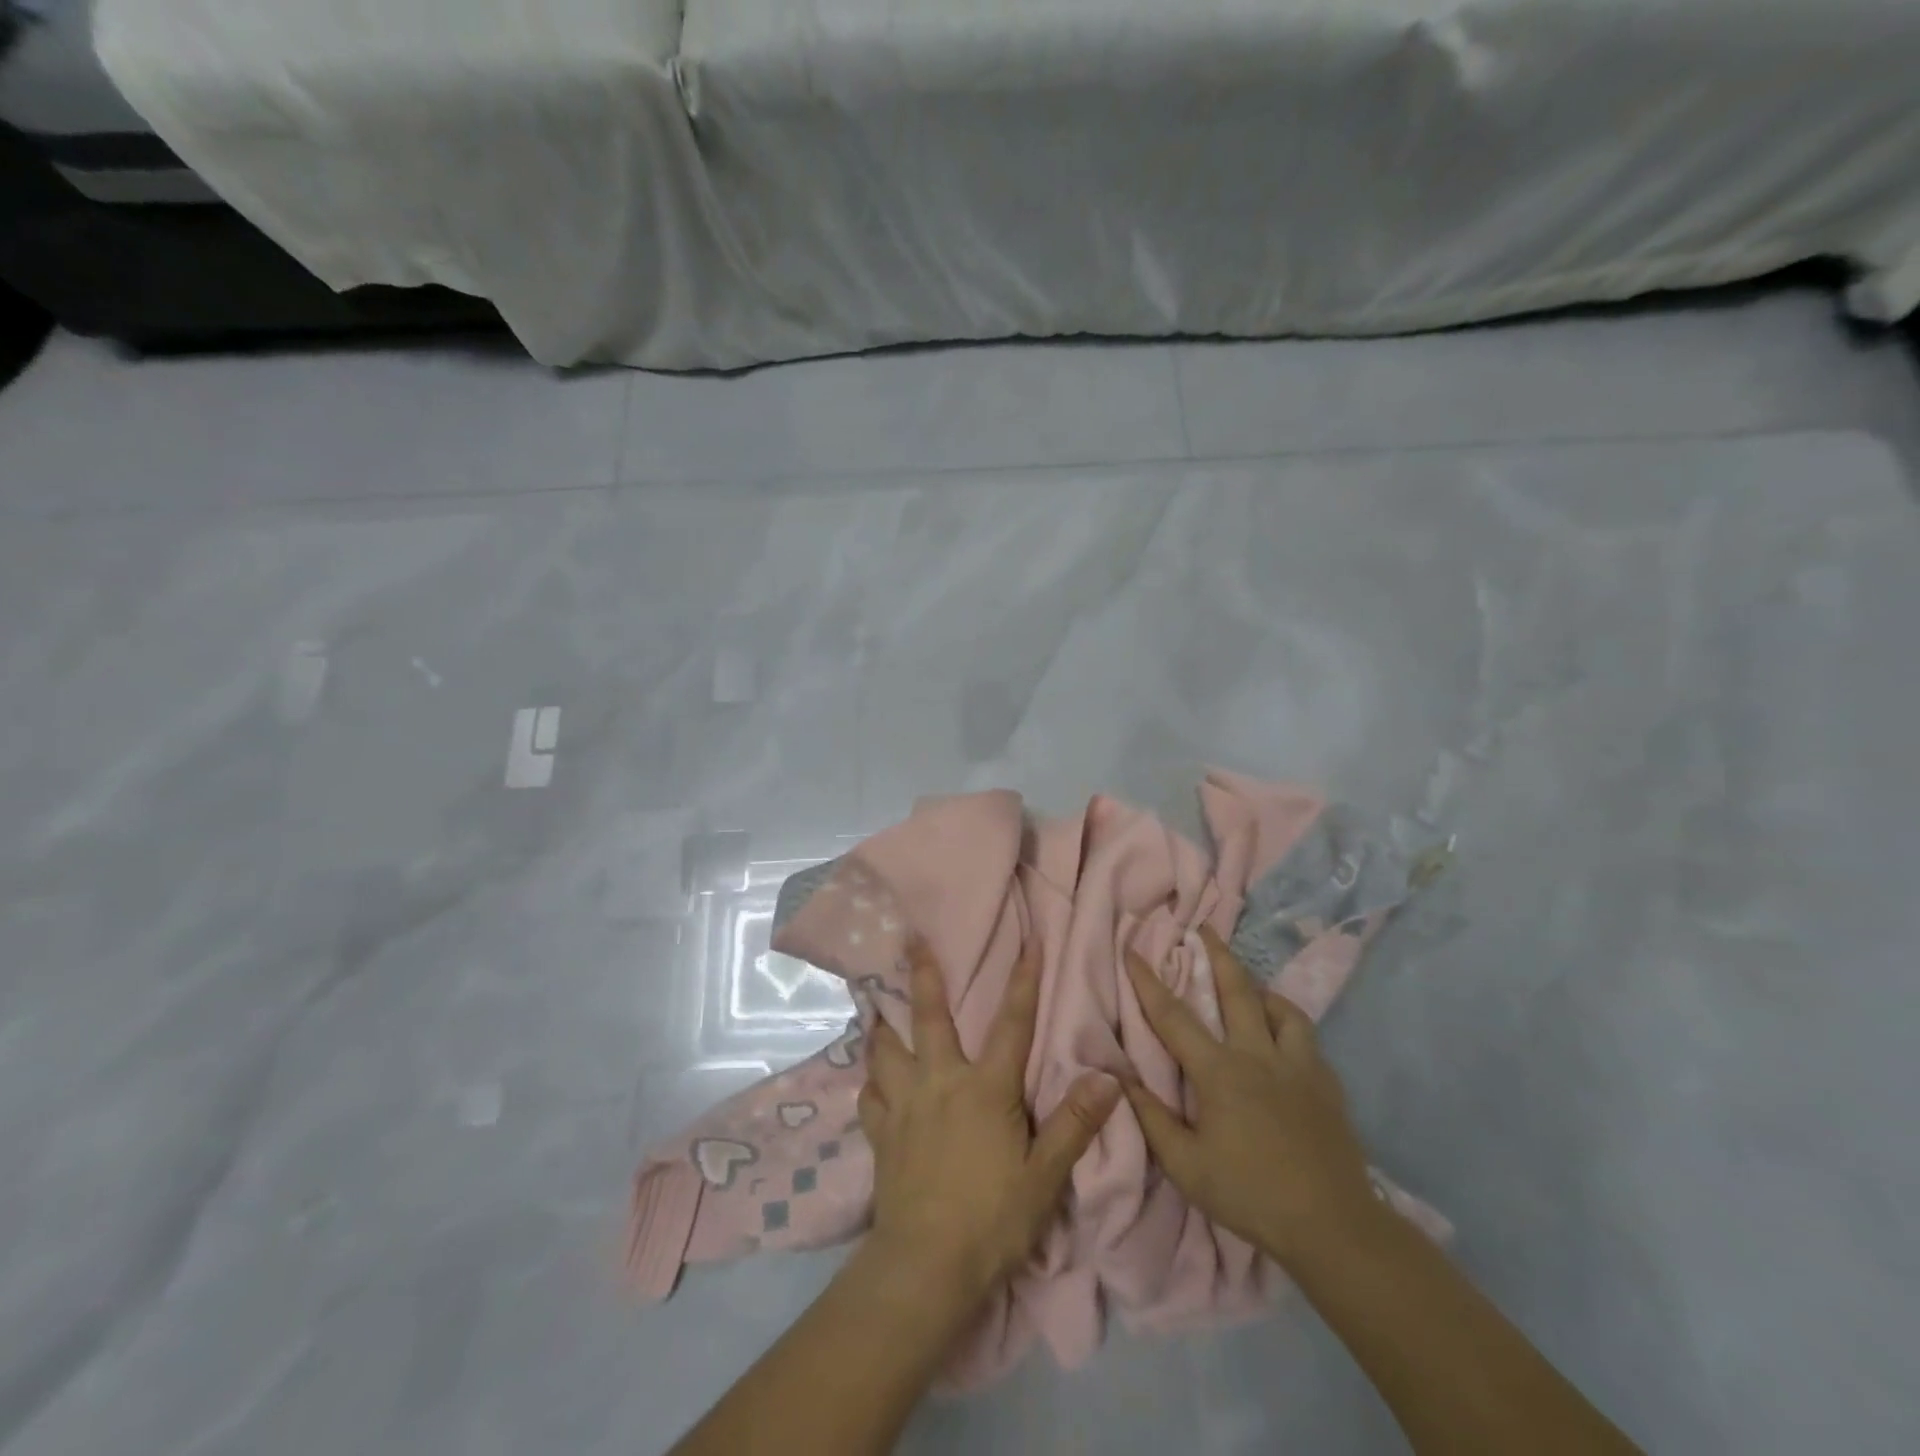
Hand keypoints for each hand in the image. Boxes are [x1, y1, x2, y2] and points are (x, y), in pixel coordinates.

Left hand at [858, 935, 1121, 1304]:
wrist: (926, 1265)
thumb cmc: (992, 1217)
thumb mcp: (1045, 1174)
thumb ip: (1075, 1123)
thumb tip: (1109, 1077)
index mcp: (985, 1087)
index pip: (1011, 1024)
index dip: (1023, 982)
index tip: (1028, 943)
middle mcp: (940, 1082)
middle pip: (928, 1017)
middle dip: (922, 975)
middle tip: (909, 939)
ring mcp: (904, 1105)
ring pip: (886, 1051)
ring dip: (882, 1025)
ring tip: (873, 1006)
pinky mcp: (881, 1134)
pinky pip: (870, 1097)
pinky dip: (871, 1083)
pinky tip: (872, 1081)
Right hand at [1122, 924, 1380, 1268]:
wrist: (1334, 1227)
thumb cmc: (1251, 1195)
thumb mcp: (1186, 1167)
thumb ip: (1152, 1119)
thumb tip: (1122, 1079)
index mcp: (1219, 1073)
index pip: (1173, 1017)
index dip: (1148, 982)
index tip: (1133, 950)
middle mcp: (1257, 1056)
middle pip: (1235, 991)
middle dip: (1216, 955)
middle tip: (1204, 927)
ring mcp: (1297, 1066)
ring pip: (1279, 1008)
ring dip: (1258, 988)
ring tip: (1248, 984)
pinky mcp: (1326, 1083)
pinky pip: (1305, 1036)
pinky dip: (1287, 1022)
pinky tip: (1282, 1034)